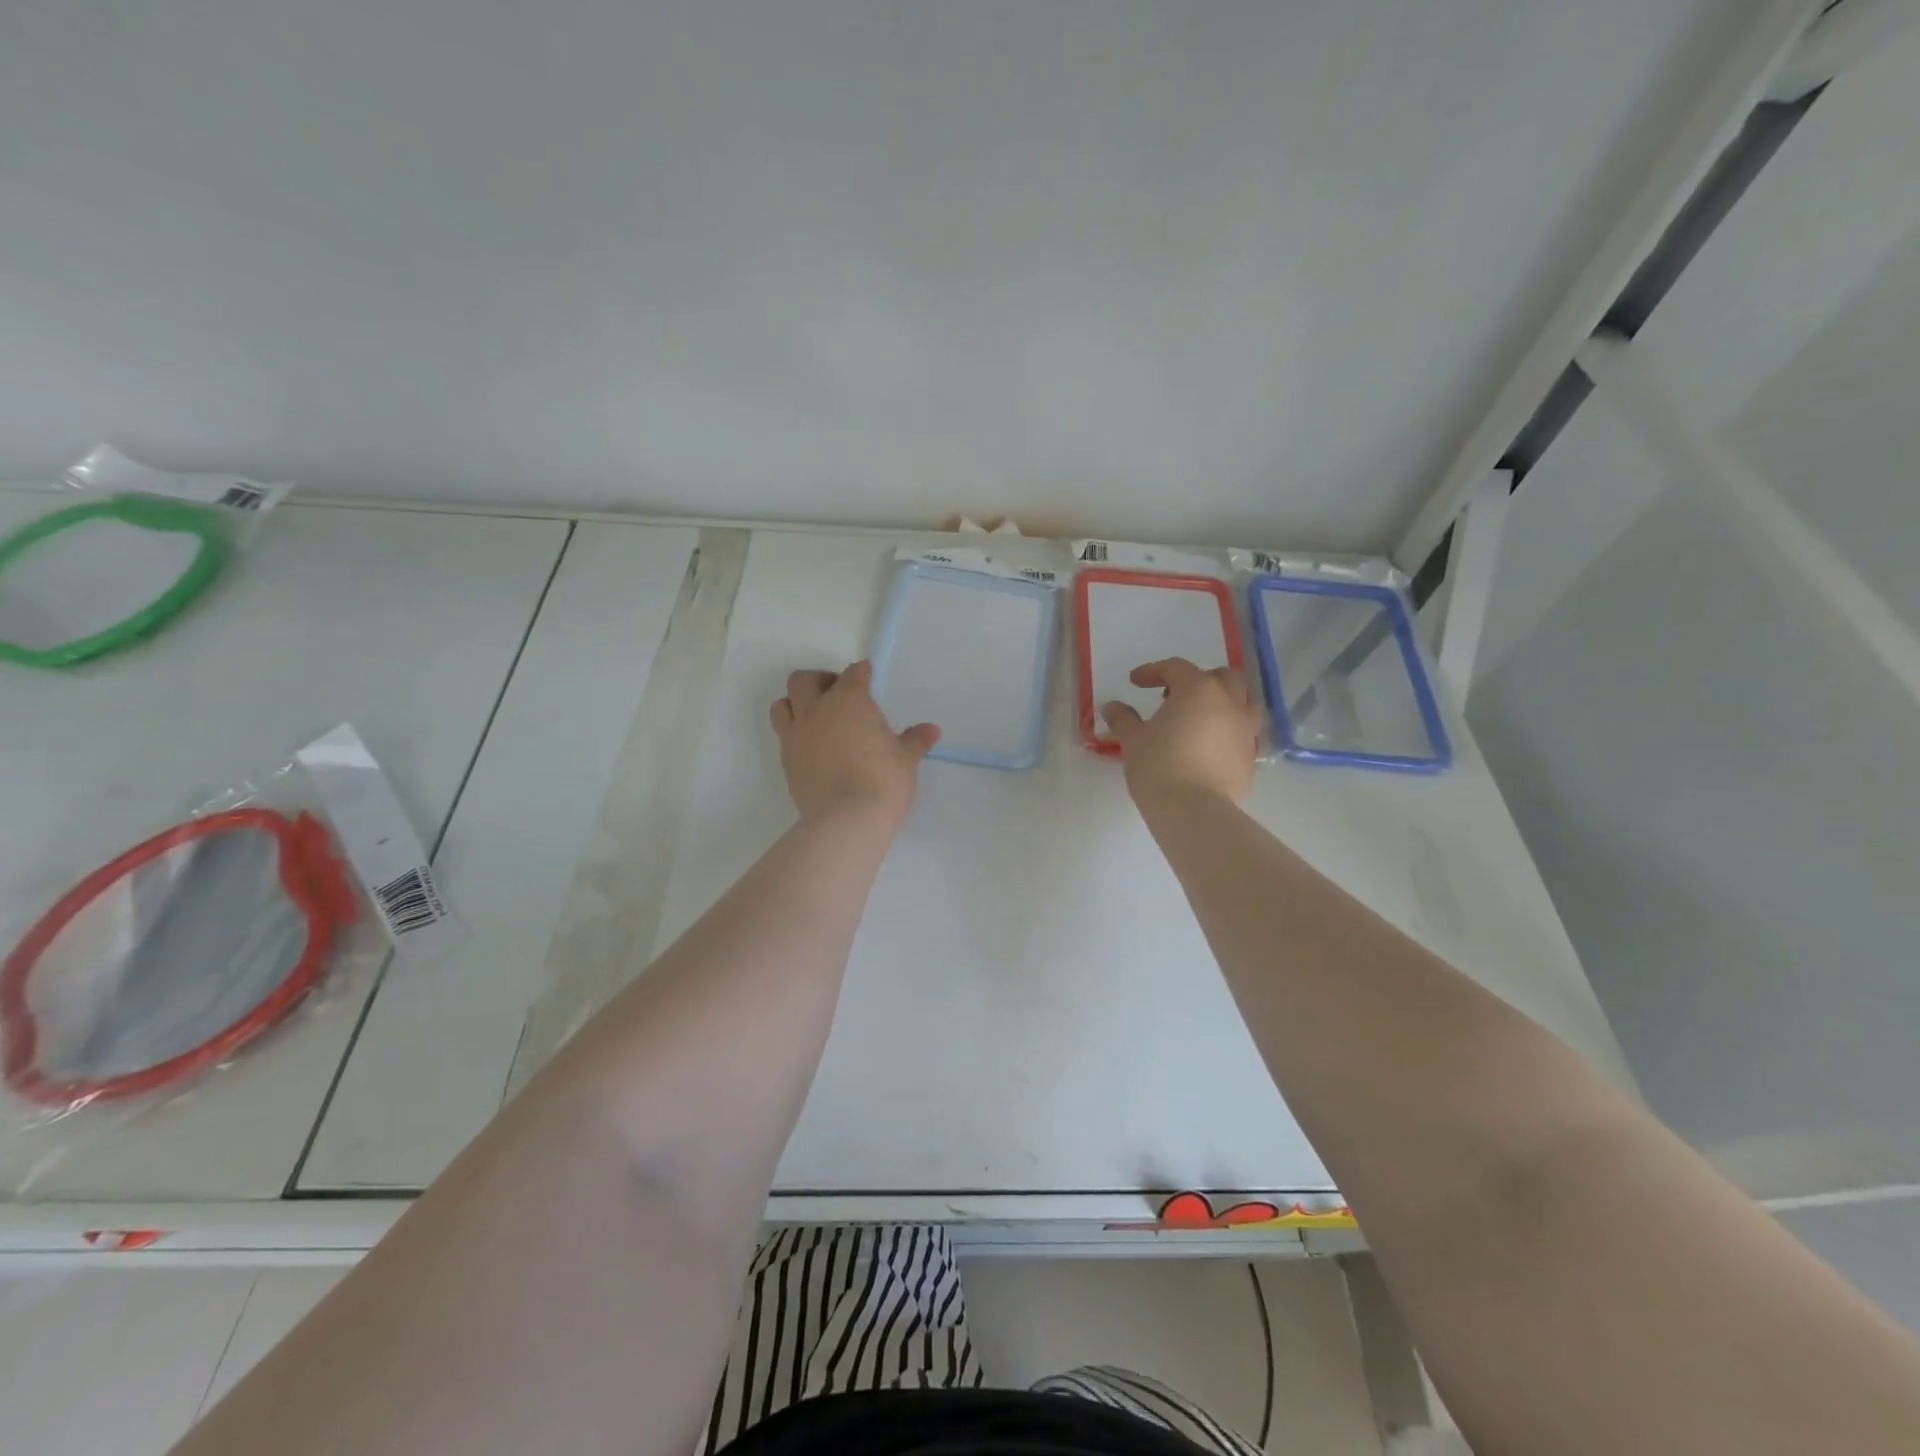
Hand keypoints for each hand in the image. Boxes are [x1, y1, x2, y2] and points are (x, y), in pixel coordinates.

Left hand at [770, 661, 940, 822]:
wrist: (846, 820)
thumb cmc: (883, 781)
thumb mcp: (905, 759)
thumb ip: (915, 741)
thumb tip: (932, 730)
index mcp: (848, 700)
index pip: (852, 674)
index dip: (861, 673)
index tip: (867, 676)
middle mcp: (816, 711)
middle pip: (804, 680)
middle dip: (819, 681)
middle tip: (837, 694)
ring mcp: (796, 736)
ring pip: (782, 705)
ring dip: (795, 704)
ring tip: (815, 717)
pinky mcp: (786, 762)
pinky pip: (784, 737)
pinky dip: (795, 735)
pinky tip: (813, 748)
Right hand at [1100, 658, 1260, 807]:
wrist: (1194, 811)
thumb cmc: (1159, 766)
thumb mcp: (1132, 740)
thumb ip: (1123, 719)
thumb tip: (1111, 707)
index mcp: (1198, 690)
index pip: (1176, 668)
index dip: (1153, 671)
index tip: (1135, 682)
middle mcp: (1228, 703)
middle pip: (1222, 676)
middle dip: (1199, 679)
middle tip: (1174, 696)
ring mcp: (1245, 730)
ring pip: (1243, 702)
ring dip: (1223, 702)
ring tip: (1200, 718)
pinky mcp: (1250, 757)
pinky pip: (1243, 733)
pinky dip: (1227, 731)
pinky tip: (1208, 747)